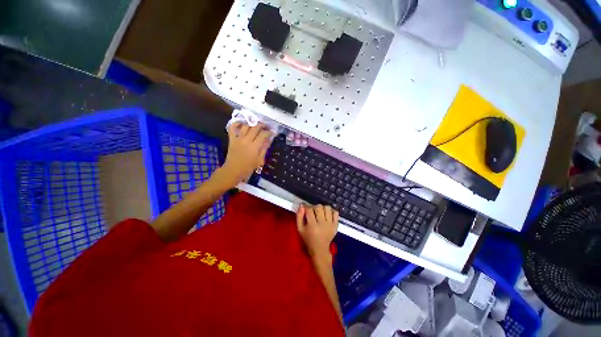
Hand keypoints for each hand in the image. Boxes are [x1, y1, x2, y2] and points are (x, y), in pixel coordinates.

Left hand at [218, 122, 272, 186]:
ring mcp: (238, 139)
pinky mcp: (231, 139)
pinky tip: (242, 123)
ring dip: (252, 124)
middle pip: (255, 127)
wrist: (233, 171)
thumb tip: (269, 140)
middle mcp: (246, 140)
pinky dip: (237, 123)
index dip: (269, 132)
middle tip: (266, 126)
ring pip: (246, 126)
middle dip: (262, 125)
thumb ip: (264, 149)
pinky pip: (232, 128)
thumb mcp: (259, 160)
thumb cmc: (248, 168)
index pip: (263, 135)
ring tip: (256, 125)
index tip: (272, 132)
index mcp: (254, 147)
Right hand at [296, 204, 338, 261]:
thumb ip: (299, 216)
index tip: (305, 208)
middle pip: (319, 207)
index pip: (309, 210)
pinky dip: (331, 211)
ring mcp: (330, 224)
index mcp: (312, 226)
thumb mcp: (300, 229)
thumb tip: (302, 205)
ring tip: (320, 212)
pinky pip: (336, 213)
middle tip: (313, 211)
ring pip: (327, 208)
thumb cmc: (308, 238)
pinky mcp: (336, 225)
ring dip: (323, 208)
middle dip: (314, 207)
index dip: (306, 206)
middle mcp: (322, 224)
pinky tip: (327, 215)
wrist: (320, 249)